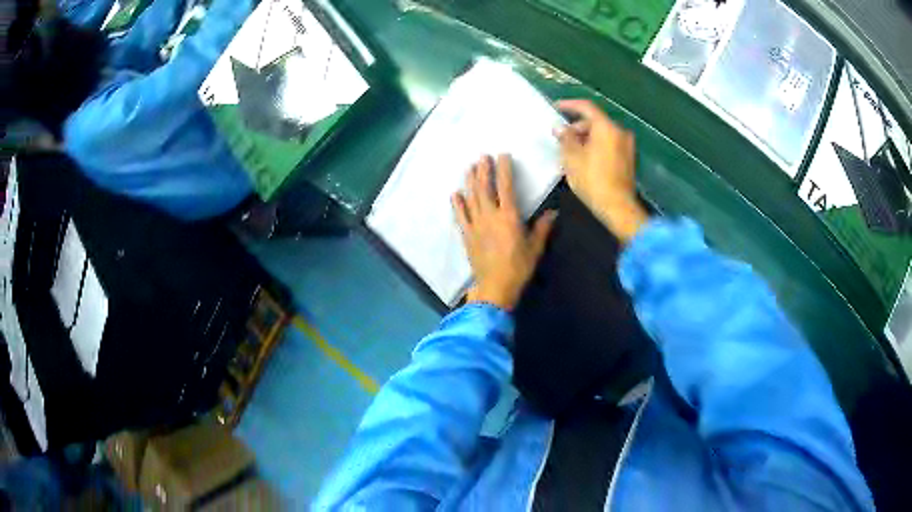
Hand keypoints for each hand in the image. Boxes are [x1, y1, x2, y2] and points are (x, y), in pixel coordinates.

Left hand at [452, 155, 556, 310]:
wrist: (495, 286)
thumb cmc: (518, 267)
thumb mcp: (535, 248)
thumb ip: (543, 228)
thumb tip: (553, 213)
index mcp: (509, 216)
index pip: (506, 187)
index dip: (504, 169)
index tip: (502, 156)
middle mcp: (490, 216)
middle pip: (484, 188)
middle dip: (483, 170)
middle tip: (482, 157)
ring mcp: (476, 225)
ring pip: (471, 198)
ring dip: (470, 181)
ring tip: (469, 168)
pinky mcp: (467, 235)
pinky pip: (460, 216)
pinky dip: (457, 204)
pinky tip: (455, 194)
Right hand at [555, 99, 647, 242]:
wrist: (617, 207)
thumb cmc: (592, 180)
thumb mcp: (572, 158)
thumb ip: (565, 138)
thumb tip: (560, 128)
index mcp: (606, 127)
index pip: (586, 107)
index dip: (569, 105)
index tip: (556, 107)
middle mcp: (620, 132)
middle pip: (595, 122)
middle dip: (577, 127)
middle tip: (561, 137)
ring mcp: (627, 145)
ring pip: (602, 134)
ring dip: (586, 138)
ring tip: (570, 151)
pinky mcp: (628, 159)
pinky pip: (609, 144)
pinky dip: (596, 146)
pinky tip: (584, 158)